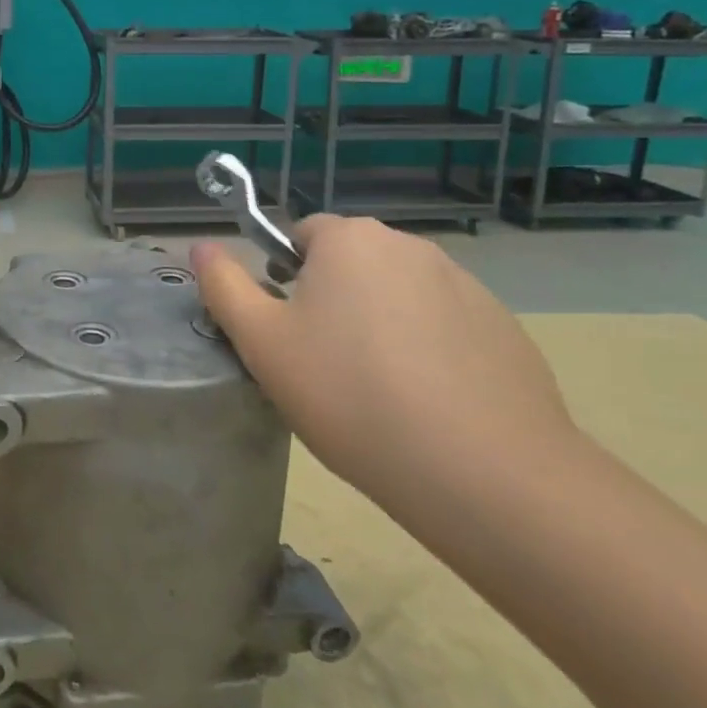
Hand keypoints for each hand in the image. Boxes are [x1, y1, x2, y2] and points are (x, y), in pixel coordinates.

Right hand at [191, 216, 576, 516]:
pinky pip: (446, 328)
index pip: (302, 234)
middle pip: (352, 264)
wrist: (482, 472)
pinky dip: (429, 352)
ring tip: (377, 393)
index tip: (287, 330)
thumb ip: (224, 286)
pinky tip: (428, 406)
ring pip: (399, 296)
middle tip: (323, 365)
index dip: (285, 277)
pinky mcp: (505, 330)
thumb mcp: (262, 343)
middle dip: (333, 300)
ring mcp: (466, 287)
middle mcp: (410, 247)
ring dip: (381, 325)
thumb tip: (201, 246)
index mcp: (350, 240)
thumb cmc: (350, 394)